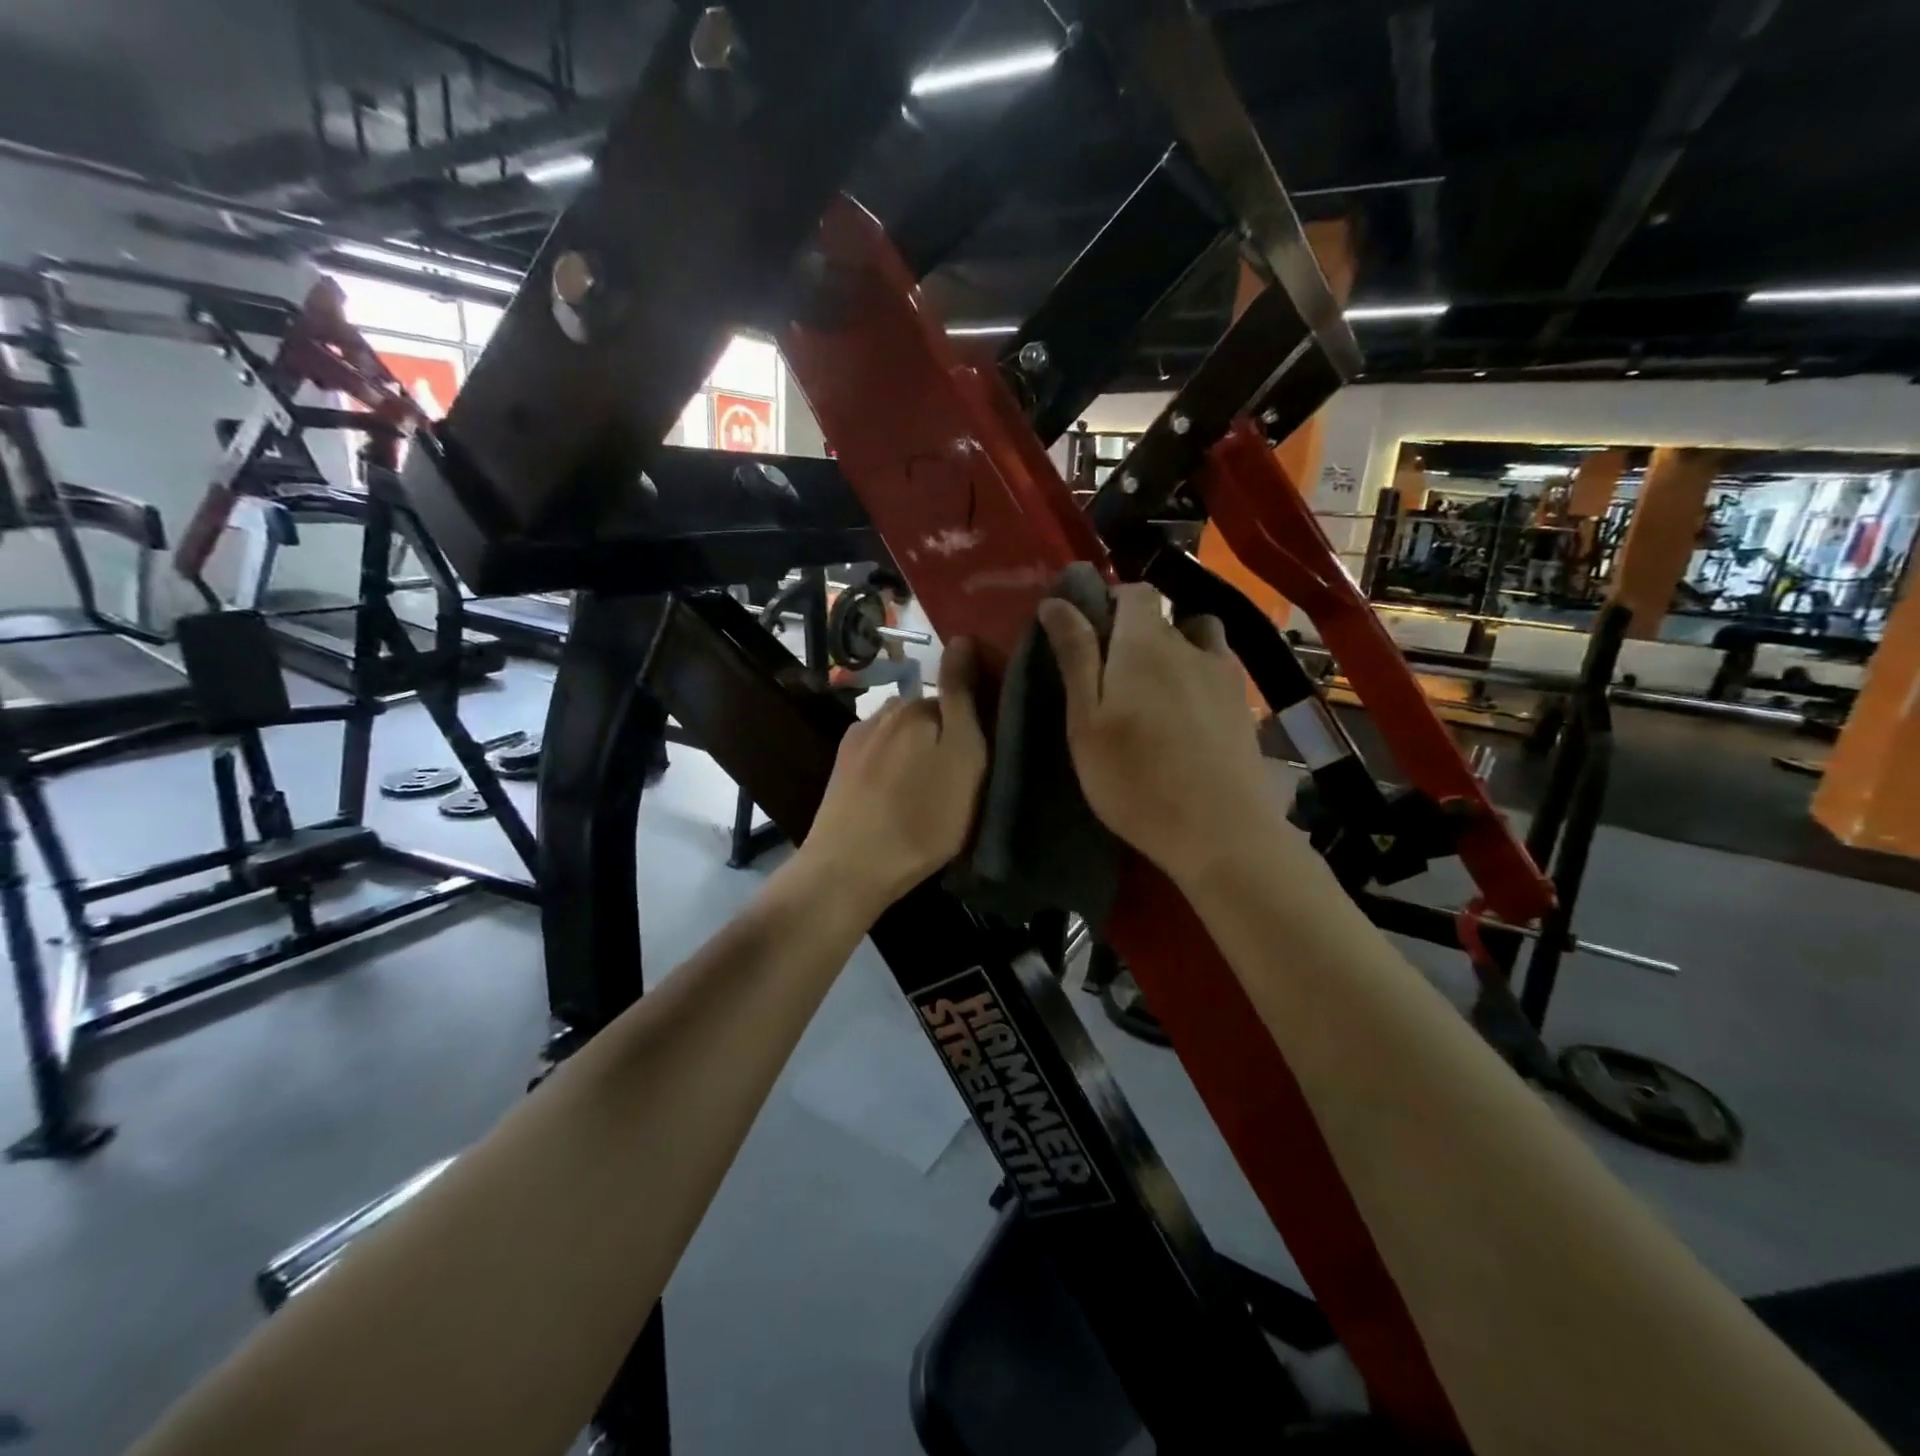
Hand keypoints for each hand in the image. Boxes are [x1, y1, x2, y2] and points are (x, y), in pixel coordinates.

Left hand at [800, 639, 987, 914]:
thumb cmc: (922, 818)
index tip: (984, 748)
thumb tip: (962, 638)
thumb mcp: (964, 757)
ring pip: (901, 736)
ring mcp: (858, 739)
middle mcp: (885, 712)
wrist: (850, 866)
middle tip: (959, 775)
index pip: (956, 694)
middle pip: (926, 715)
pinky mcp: (842, 768)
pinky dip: (892, 768)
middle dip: (943, 734)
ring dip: (915, 751)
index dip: (973, 718)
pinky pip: (879, 756)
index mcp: (918, 707)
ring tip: (926, 788)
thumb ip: (962, 697)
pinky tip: (896, 795)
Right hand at [1039, 584, 1284, 885]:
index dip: (1113, 601)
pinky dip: (1200, 676)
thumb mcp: (1086, 720)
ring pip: (1199, 639)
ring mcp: (1225, 675)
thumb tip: (1057, 601)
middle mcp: (1191, 646)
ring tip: (1157, 689)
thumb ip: (1076, 656)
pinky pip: (1219, 670)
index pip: (1136, 592)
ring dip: (1178, 648)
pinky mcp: (1244, 706)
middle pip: (1166, 616)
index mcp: (1146, 644)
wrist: (1220, 831)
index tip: (1092, 633)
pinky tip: (1189, 715)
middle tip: (1114, 677)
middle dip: (1138, 632)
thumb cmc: (1135, 778)